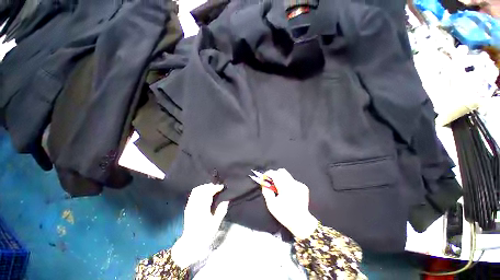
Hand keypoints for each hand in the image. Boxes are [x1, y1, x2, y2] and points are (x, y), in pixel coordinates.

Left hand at [171, 183, 228, 267]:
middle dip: (210, 186)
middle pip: (201, 189)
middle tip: (217, 187)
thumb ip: (221, 211)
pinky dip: (199, 190)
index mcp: (202, 209)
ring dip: (204, 187)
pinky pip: (193, 194)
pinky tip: (204, 193)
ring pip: (196, 190)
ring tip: (212, 188)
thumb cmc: (205, 235)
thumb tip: (226, 200)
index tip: (222, 187)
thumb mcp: (215, 224)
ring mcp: (189, 206)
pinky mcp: (187, 207)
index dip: (215, 188)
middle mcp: (194, 205)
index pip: (208, 193)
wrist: (190, 244)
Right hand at [261, 169, 317, 238]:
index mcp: (285, 187)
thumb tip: (264, 184)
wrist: (301, 222)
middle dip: (275, 175)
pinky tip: (289, 193)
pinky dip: (288, 184)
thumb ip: (266, 192)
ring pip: (287, 176)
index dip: (268, 174)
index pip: (274, 174)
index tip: (265, 177)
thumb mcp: (271, 205)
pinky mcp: (303, 187)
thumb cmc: (285, 214)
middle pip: (282, 171)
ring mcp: (299, 184)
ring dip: (282, 179)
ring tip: (281, 189)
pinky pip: (293, 181)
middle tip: (272, 183)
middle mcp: (293, 183)